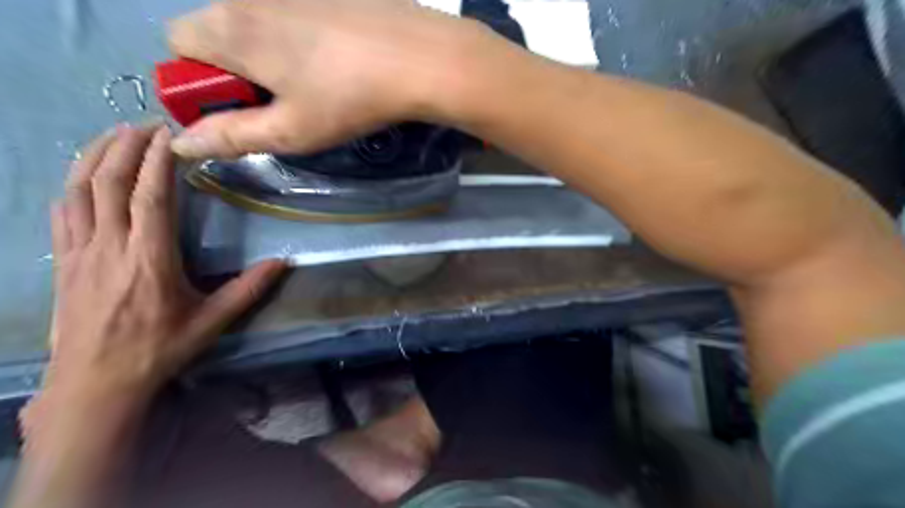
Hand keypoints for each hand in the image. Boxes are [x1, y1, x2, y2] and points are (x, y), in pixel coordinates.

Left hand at [37, 126, 285, 414]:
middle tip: (146, 123)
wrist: (95, 383)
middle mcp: (110, 246)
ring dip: (94, 156)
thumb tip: (285, 262)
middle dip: (125, 146)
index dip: (157, 160)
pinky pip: (63, 212)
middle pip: (109, 182)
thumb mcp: (213, 321)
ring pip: (78, 190)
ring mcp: (79, 252)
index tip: (169, 134)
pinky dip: (73, 184)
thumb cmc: (160, 349)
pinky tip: (85, 174)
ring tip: (113, 134)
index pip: (150, 196)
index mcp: (150, 258)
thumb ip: (249, 288)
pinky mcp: (62, 262)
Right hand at [165, 0, 483, 158]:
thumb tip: (184, 142)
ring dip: (271, 53)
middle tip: (284, 102)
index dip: (200, 83)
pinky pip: (294, 13)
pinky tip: (339, 59)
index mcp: (231, 28)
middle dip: (235, 69)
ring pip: (258, 21)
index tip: (241, 109)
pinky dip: (301, 37)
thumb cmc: (349, 99)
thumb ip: (232, 136)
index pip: (177, 45)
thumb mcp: (290, 131)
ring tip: (318, 84)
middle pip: (217, 30)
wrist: (419, 57)